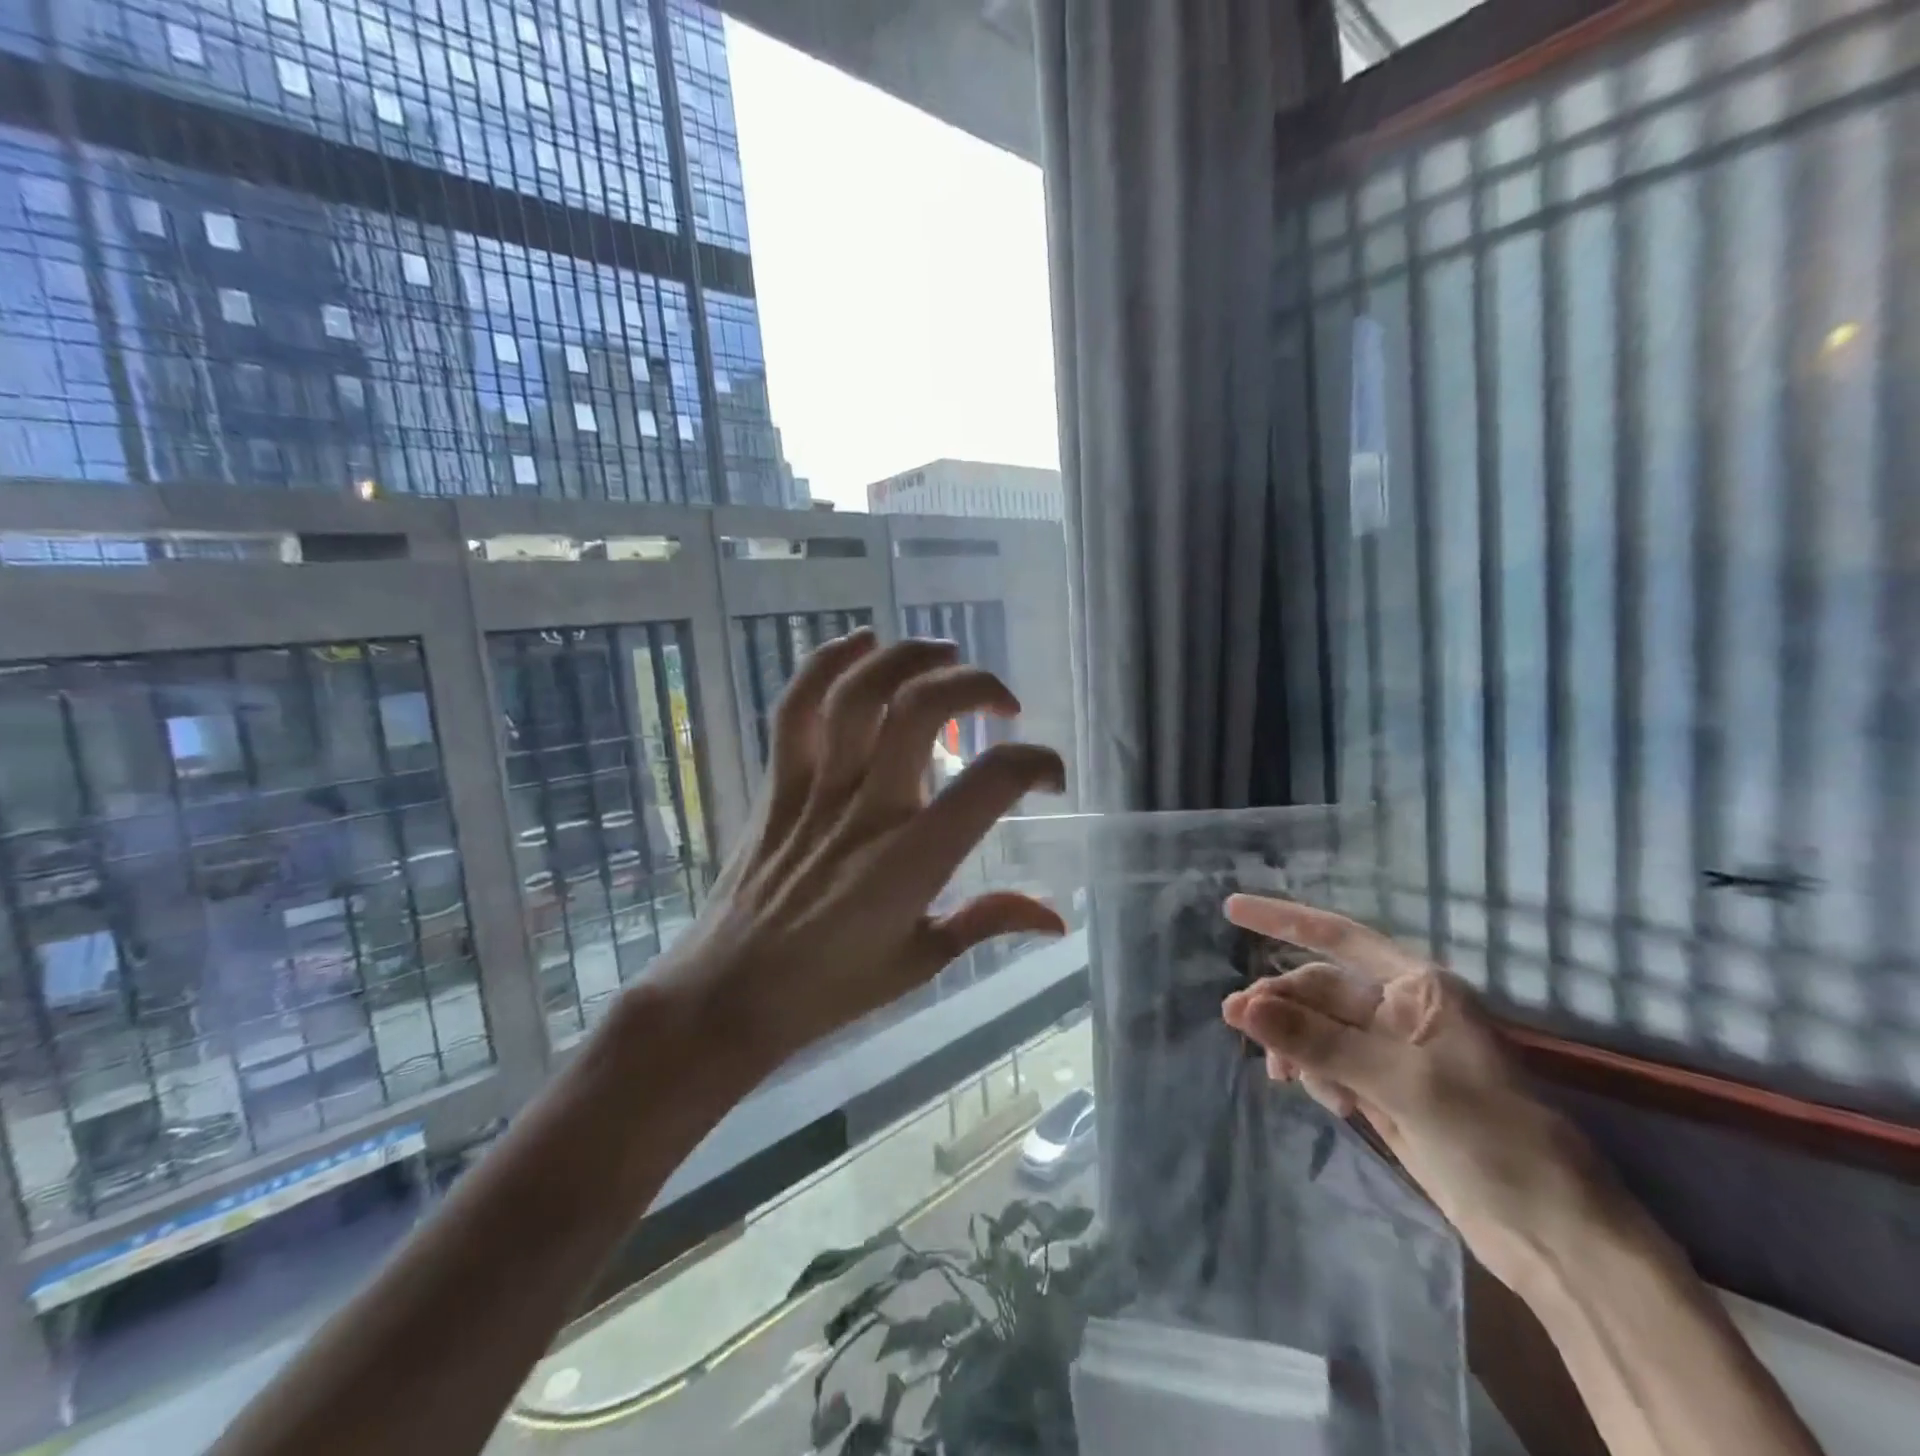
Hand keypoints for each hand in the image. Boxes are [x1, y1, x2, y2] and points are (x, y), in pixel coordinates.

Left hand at [659, 629, 1067, 1071]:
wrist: (728, 994)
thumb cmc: (831, 988)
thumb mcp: (922, 961)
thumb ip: (989, 922)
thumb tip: (1057, 916)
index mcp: (911, 862)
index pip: (989, 783)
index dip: (1034, 763)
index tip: (1048, 775)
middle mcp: (866, 811)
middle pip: (920, 710)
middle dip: (974, 686)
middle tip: (1002, 704)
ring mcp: (815, 790)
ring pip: (858, 695)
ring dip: (907, 658)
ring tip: (946, 653)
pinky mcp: (777, 784)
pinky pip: (794, 709)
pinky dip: (826, 664)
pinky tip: (862, 642)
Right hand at [1219, 897, 1617, 1296]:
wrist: (1551, 1235)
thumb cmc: (1491, 1137)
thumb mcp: (1400, 1082)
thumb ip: (1316, 1041)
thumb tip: (1239, 1006)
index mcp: (1418, 988)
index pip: (1337, 938)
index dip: (1282, 919)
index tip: (1230, 908)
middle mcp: (1400, 1011)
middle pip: (1318, 990)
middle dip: (1279, 1004)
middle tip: (1235, 1021)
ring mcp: (1391, 1054)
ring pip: (1317, 1031)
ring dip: (1294, 1047)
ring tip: (1283, 1078)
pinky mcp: (1384, 1093)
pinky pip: (1327, 1066)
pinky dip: (1315, 1078)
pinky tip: (1329, 1104)